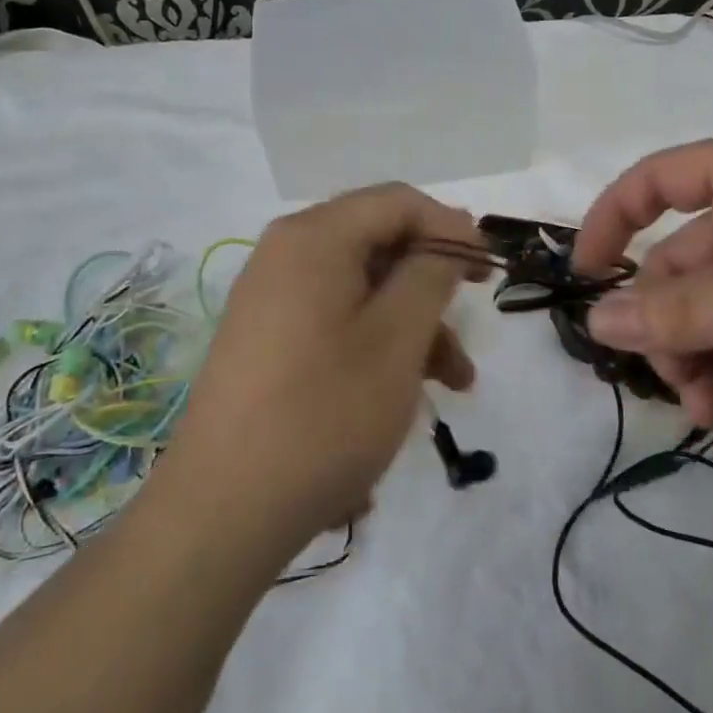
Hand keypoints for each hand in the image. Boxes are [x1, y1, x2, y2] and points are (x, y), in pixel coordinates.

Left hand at [159, 184, 488, 556]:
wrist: (223, 511)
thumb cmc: (325, 414)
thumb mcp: (397, 339)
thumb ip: (431, 274)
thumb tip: (447, 238)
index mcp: (314, 237)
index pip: (398, 202)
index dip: (452, 227)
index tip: (488, 269)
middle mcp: (286, 254)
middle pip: (379, 243)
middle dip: (433, 283)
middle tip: (474, 320)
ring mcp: (272, 297)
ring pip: (363, 288)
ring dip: (413, 325)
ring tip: (455, 383)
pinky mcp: (267, 338)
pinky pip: (336, 319)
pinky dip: (377, 342)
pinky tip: (405, 393)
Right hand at [572, 135, 712, 455]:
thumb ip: (678, 309)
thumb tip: (594, 320)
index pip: (661, 178)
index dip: (613, 219)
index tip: (584, 275)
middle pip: (682, 261)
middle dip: (665, 320)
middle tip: (667, 376)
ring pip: (710, 309)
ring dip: (693, 355)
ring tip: (704, 407)